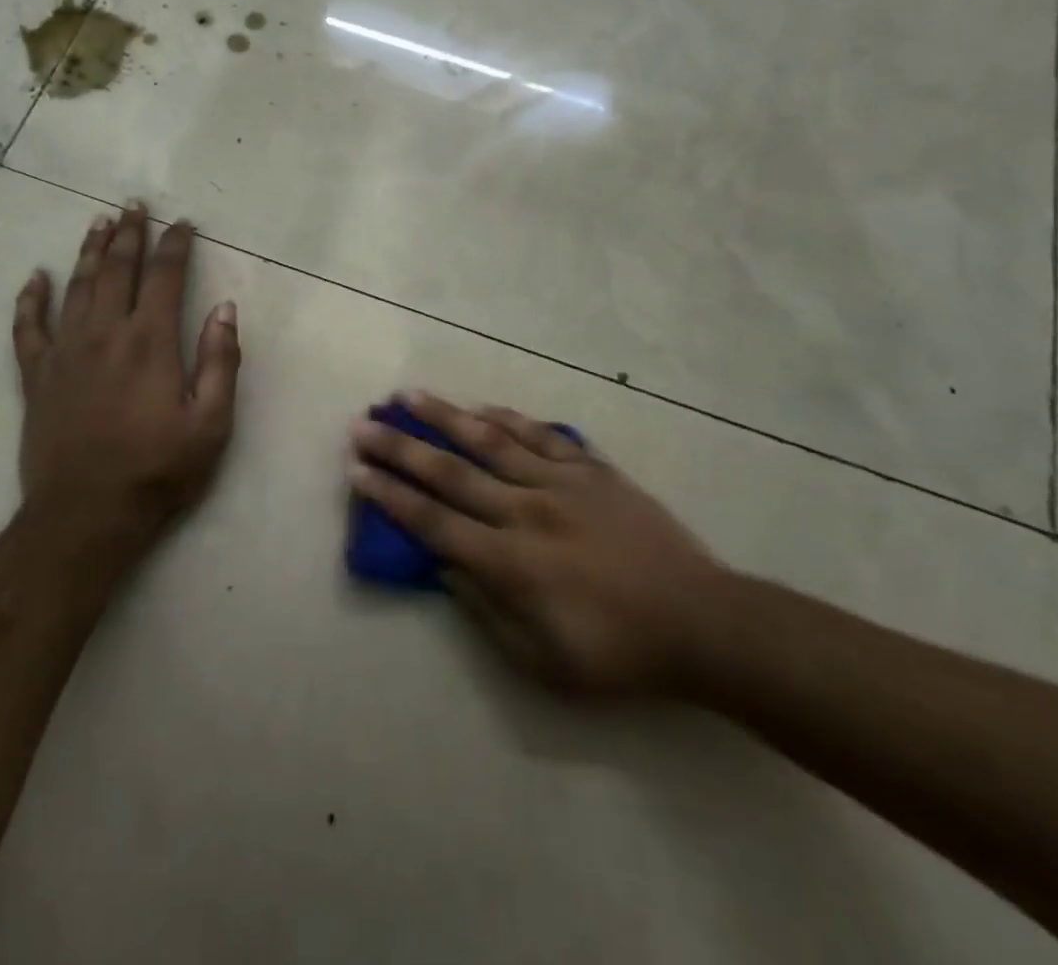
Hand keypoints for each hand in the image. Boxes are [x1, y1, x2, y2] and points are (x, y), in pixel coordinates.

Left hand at [13, 202, 240, 573]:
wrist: (87, 515)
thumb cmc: (158, 470)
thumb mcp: (212, 423)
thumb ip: (221, 361)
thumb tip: (225, 308)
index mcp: (150, 342)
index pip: (165, 277)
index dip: (175, 245)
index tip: (184, 224)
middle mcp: (105, 334)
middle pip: (117, 269)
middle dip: (129, 234)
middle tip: (135, 205)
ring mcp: (66, 352)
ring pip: (76, 287)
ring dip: (89, 251)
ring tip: (99, 222)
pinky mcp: (37, 376)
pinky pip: (28, 328)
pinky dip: (30, 299)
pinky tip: (35, 277)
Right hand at [348, 393, 728, 695]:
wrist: (700, 622)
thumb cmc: (617, 653)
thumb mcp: (541, 661)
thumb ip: (485, 610)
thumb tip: (445, 566)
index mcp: (510, 561)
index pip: (433, 521)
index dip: (391, 495)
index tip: (356, 469)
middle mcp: (526, 510)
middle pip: (450, 472)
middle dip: (400, 447)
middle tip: (364, 422)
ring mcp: (561, 483)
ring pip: (491, 440)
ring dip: (445, 417)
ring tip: (410, 395)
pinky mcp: (593, 470)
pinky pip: (542, 436)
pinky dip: (509, 419)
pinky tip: (485, 407)